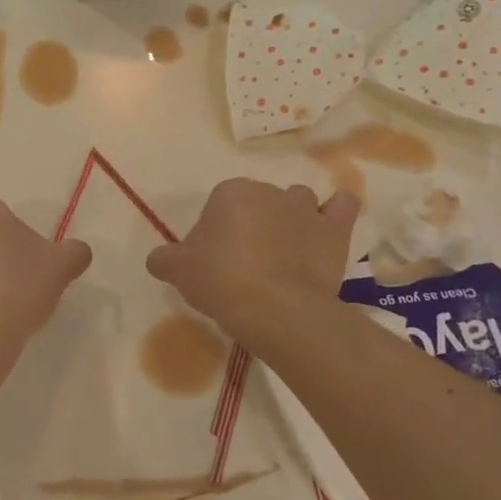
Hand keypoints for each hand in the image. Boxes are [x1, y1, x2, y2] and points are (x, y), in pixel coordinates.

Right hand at [148, 179, 359, 348]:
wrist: (276, 308)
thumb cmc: (221, 280)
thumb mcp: (177, 271)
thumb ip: (163, 259)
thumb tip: (158, 259)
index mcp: (230, 192)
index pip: (219, 206)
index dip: (217, 233)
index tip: (216, 261)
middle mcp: (270, 191)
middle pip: (258, 203)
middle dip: (253, 225)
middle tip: (246, 264)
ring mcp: (306, 208)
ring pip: (297, 203)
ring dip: (292, 221)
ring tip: (285, 255)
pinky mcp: (335, 230)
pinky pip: (342, 207)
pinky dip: (335, 213)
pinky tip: (326, 231)